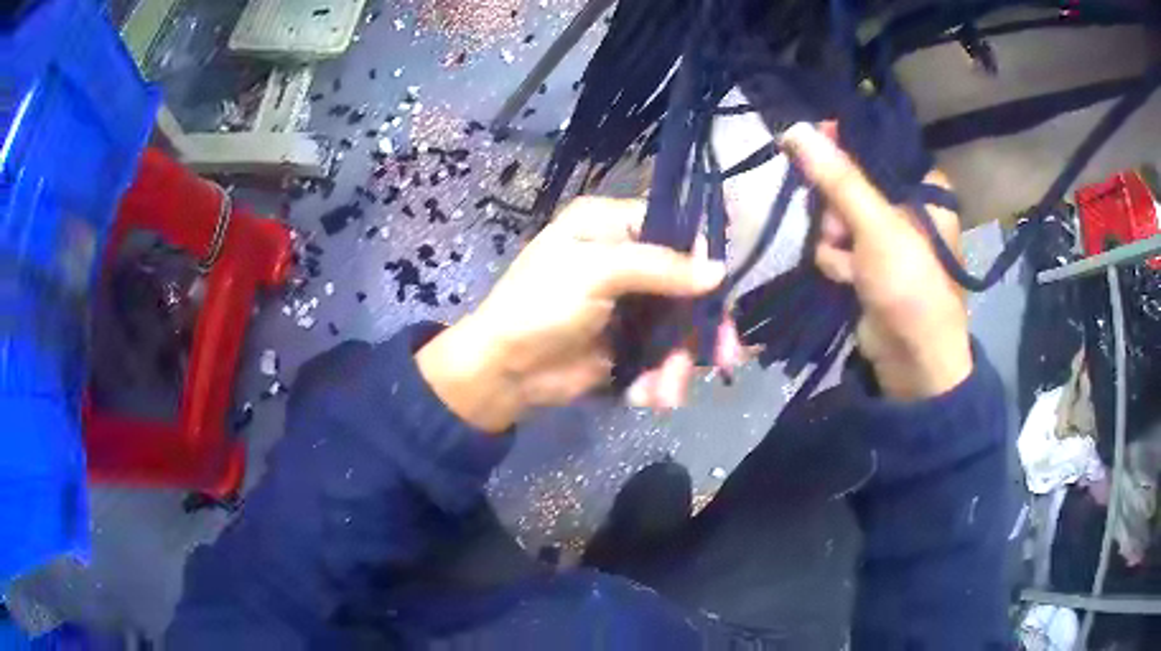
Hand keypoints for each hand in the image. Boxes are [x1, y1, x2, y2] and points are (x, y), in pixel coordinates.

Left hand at [416, 197, 729, 431]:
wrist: (504, 371)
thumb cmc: (540, 306)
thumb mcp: (596, 272)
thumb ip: (659, 266)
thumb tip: (720, 271)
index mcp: (610, 226)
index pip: (673, 228)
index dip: (702, 255)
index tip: (721, 289)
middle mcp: (624, 260)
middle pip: (684, 284)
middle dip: (702, 326)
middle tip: (725, 357)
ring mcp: (628, 305)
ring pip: (677, 326)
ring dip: (679, 363)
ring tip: (669, 393)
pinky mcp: (627, 344)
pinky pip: (661, 355)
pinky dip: (660, 378)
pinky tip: (650, 397)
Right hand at [779, 122, 972, 400]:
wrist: (914, 363)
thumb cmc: (911, 286)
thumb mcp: (877, 226)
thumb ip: (838, 179)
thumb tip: (796, 128)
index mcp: (923, 188)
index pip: (875, 149)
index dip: (842, 148)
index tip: (811, 147)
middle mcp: (907, 206)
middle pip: (850, 182)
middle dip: (836, 209)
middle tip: (839, 228)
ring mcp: (886, 236)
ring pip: (838, 215)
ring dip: (833, 238)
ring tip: (846, 262)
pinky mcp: (869, 263)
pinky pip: (838, 244)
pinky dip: (836, 260)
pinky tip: (846, 279)